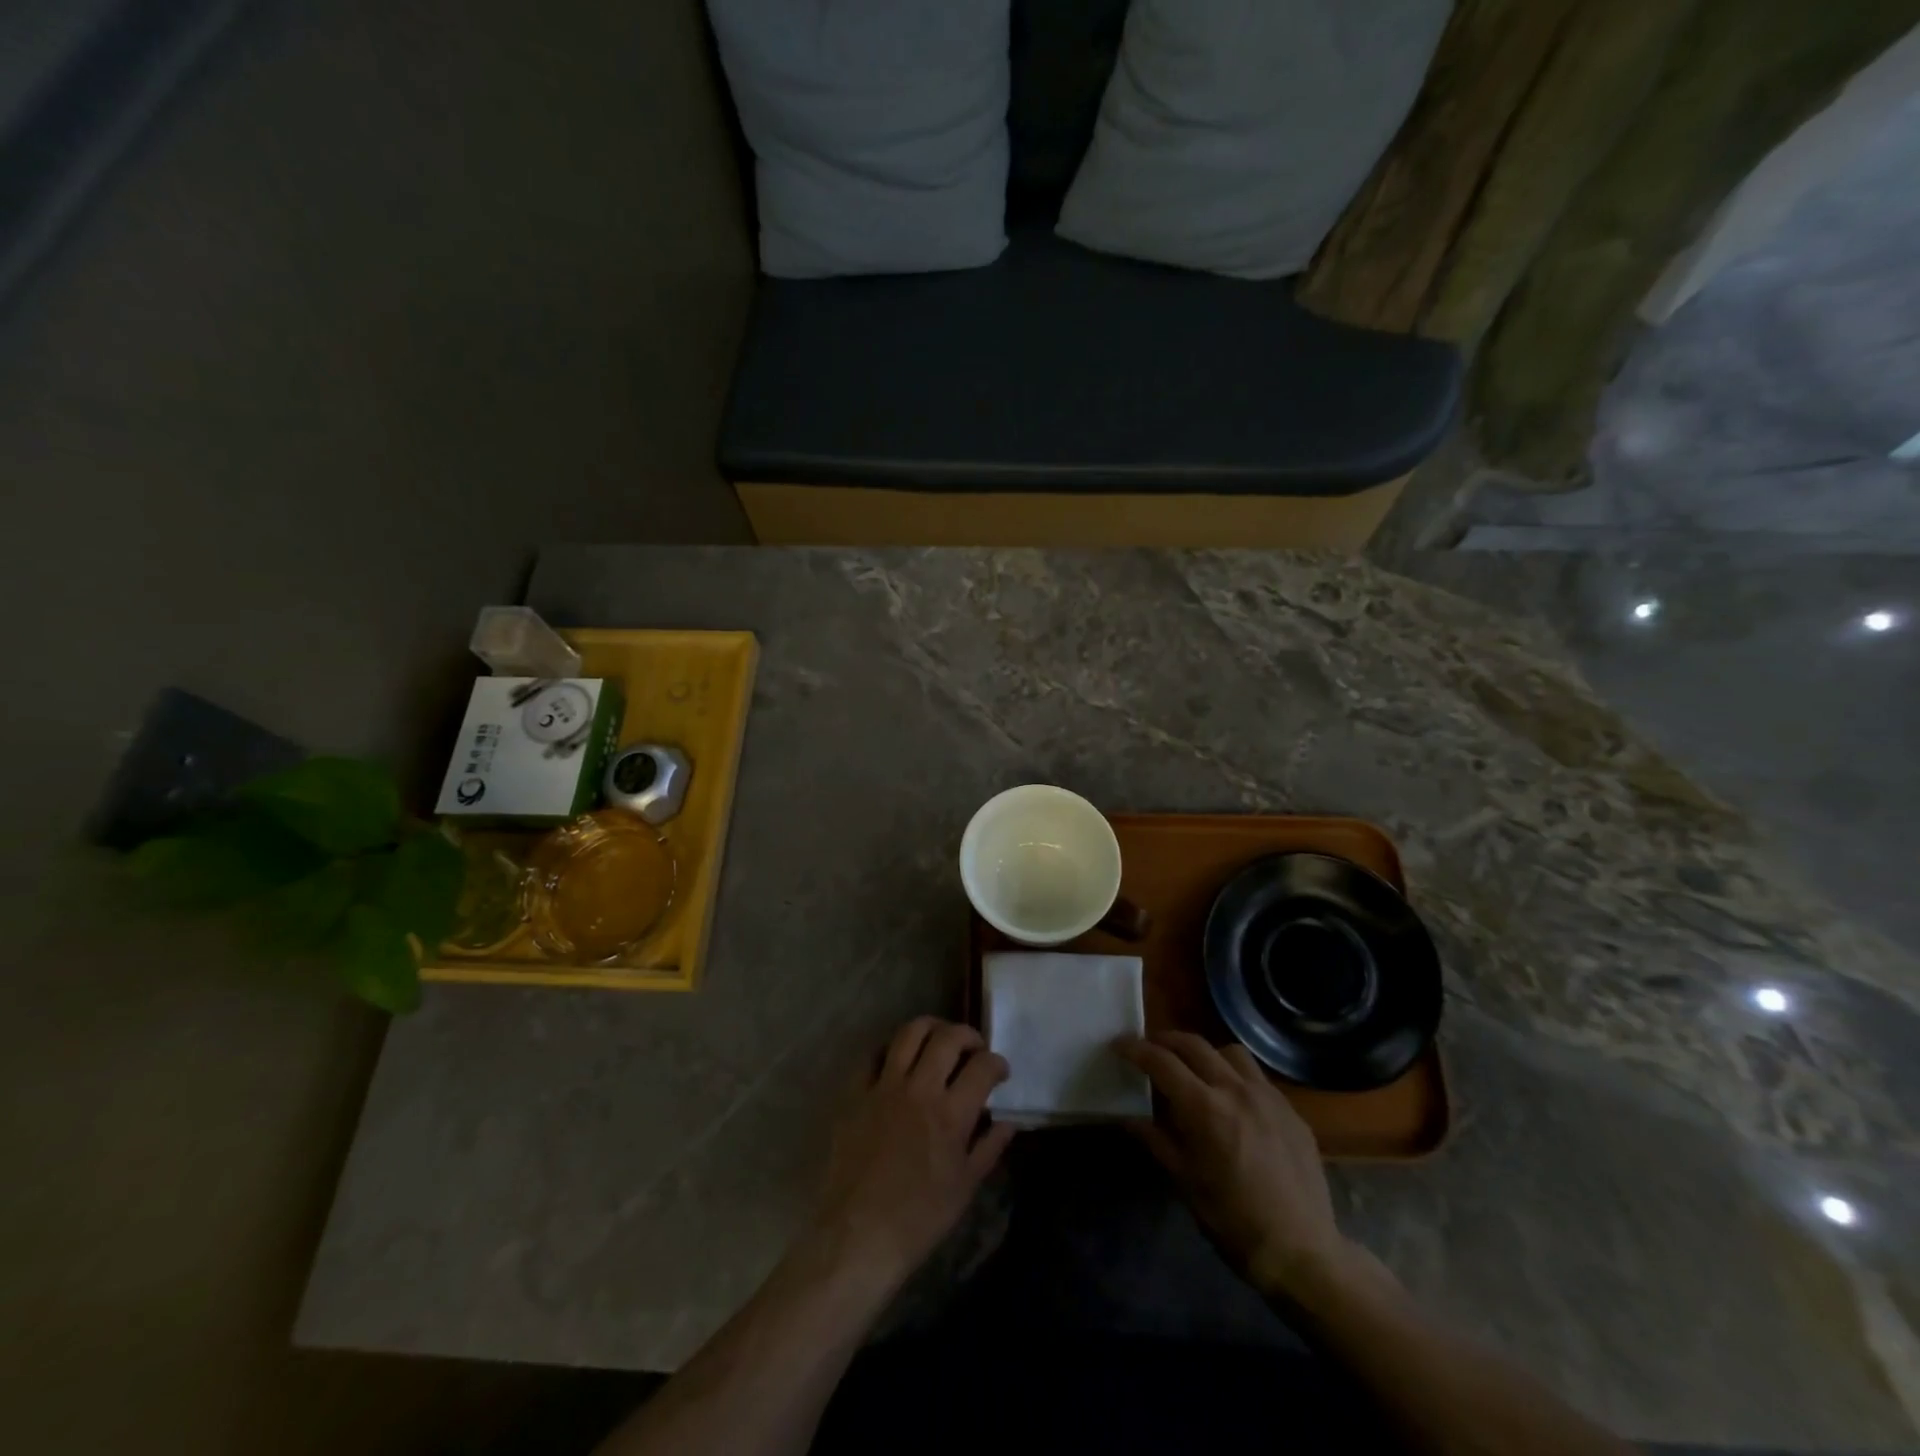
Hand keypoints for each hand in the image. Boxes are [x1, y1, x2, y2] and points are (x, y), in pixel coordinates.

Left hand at [809, 1018, 1015, 1290]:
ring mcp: (884, 1087)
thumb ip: (989, 1147)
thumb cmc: (919, 1217)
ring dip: (930, 1028)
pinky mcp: (856, 1093)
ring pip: (909, 1034)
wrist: (859, 1235)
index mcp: (950, 1114)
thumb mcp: (965, 1187)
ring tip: (939, 1039)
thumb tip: (1008, 1121)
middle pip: (947, 1038)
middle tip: (974, 1048)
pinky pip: (873, 1055)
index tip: (1000, 1071)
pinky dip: (890, 1050)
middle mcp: (919, 1089)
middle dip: (968, 1035)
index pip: (983, 1067)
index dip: (997, 1063)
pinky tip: (899, 1060)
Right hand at [1118, 1031, 1352, 1302]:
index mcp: (1205, 1108)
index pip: (1161, 1062)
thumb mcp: (1185, 1182)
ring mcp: (1269, 1097)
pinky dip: (1236, 1076)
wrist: (1302, 1252)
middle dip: (1166, 1041)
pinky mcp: (1291, 1111)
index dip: (1135, 1049)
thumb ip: (1156, 1141)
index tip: (1118, 1045)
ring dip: (1205, 1053)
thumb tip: (1129, 1118)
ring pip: (1230, 1052)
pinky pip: (1258, 1077)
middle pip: (1194, 1044)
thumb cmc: (1233, 1221)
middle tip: (1150, 1049)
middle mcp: (1236, 1090)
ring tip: (1195, 1070)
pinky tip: (1233, 1101)